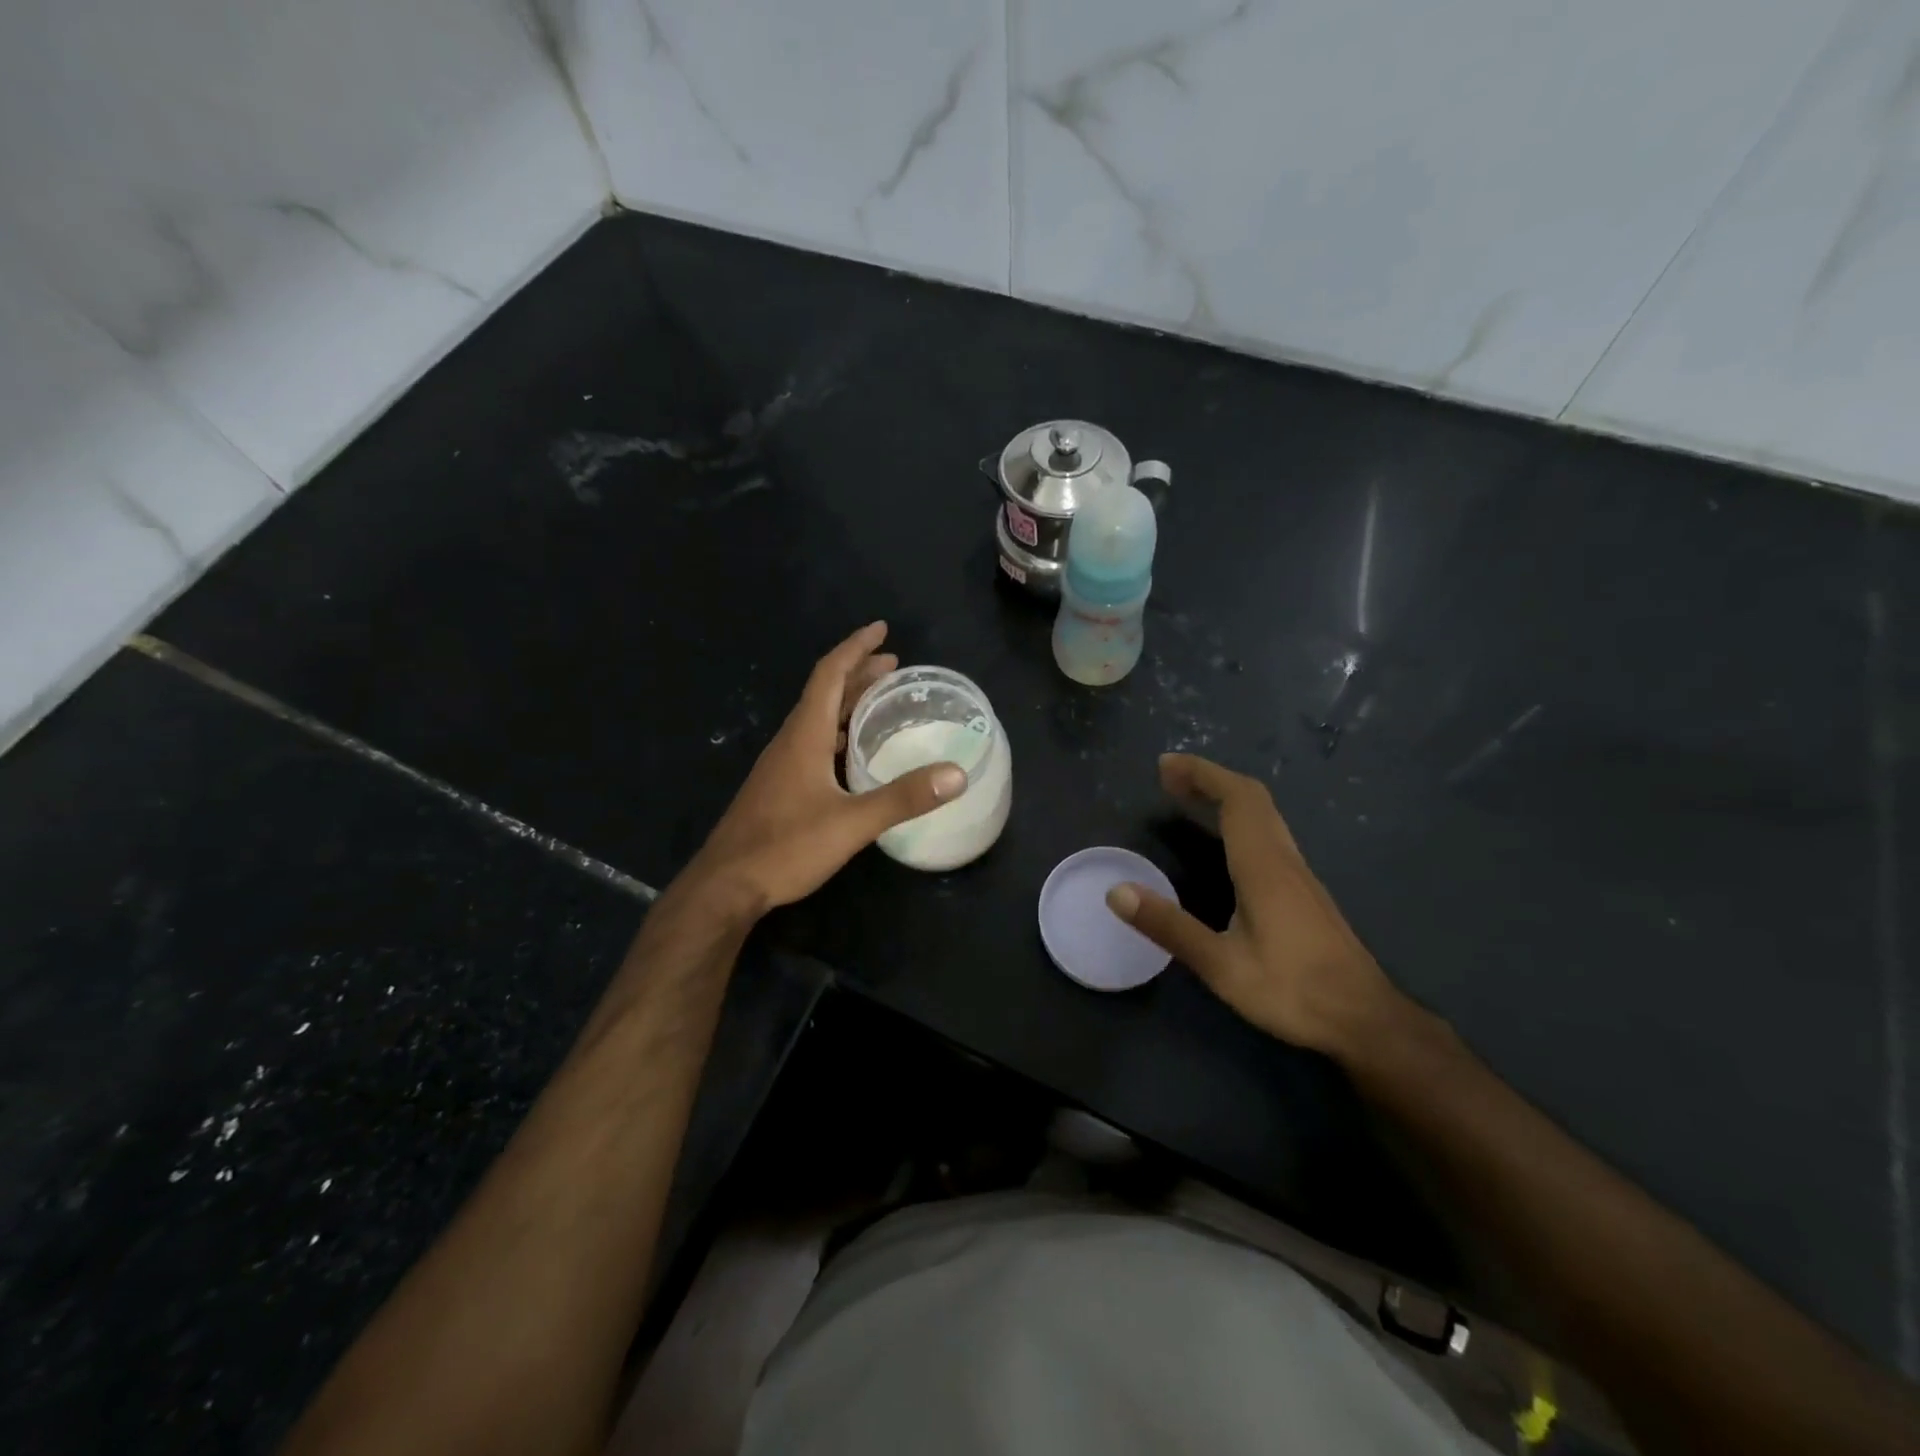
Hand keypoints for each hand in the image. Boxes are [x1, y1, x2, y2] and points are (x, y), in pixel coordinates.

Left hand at [685, 622, 965, 914]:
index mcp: (805, 735)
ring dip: (848, 701)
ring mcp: (781, 764)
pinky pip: (813, 741)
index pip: (830, 674)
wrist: (726, 884)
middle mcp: (791, 740)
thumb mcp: (852, 823)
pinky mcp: (779, 786)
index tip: (881, 629)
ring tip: (879, 700)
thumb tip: (956, 774)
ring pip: (818, 717)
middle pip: (825, 692)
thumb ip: (903, 798)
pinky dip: (838, 730)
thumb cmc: (786, 847)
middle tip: (893, 665)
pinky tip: (853, 751)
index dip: (856, 648)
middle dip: (858, 672)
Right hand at [1105, 753, 1402, 1057]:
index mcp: (1264, 866)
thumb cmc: (1293, 991)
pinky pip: (1269, 834)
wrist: (1365, 1019)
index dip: (1201, 774)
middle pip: (1252, 798)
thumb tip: (1117, 892)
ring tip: (1189, 799)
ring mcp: (1299, 874)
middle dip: (1209, 779)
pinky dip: (1239, 819)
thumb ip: (1169, 927)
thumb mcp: (1221, 965)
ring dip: (1225, 796)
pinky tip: (1223, 842)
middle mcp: (1284, 859)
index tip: (1165, 766)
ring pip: (1264, 815)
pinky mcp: (1304, 891)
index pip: (1236, 799)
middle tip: (1169, 779)